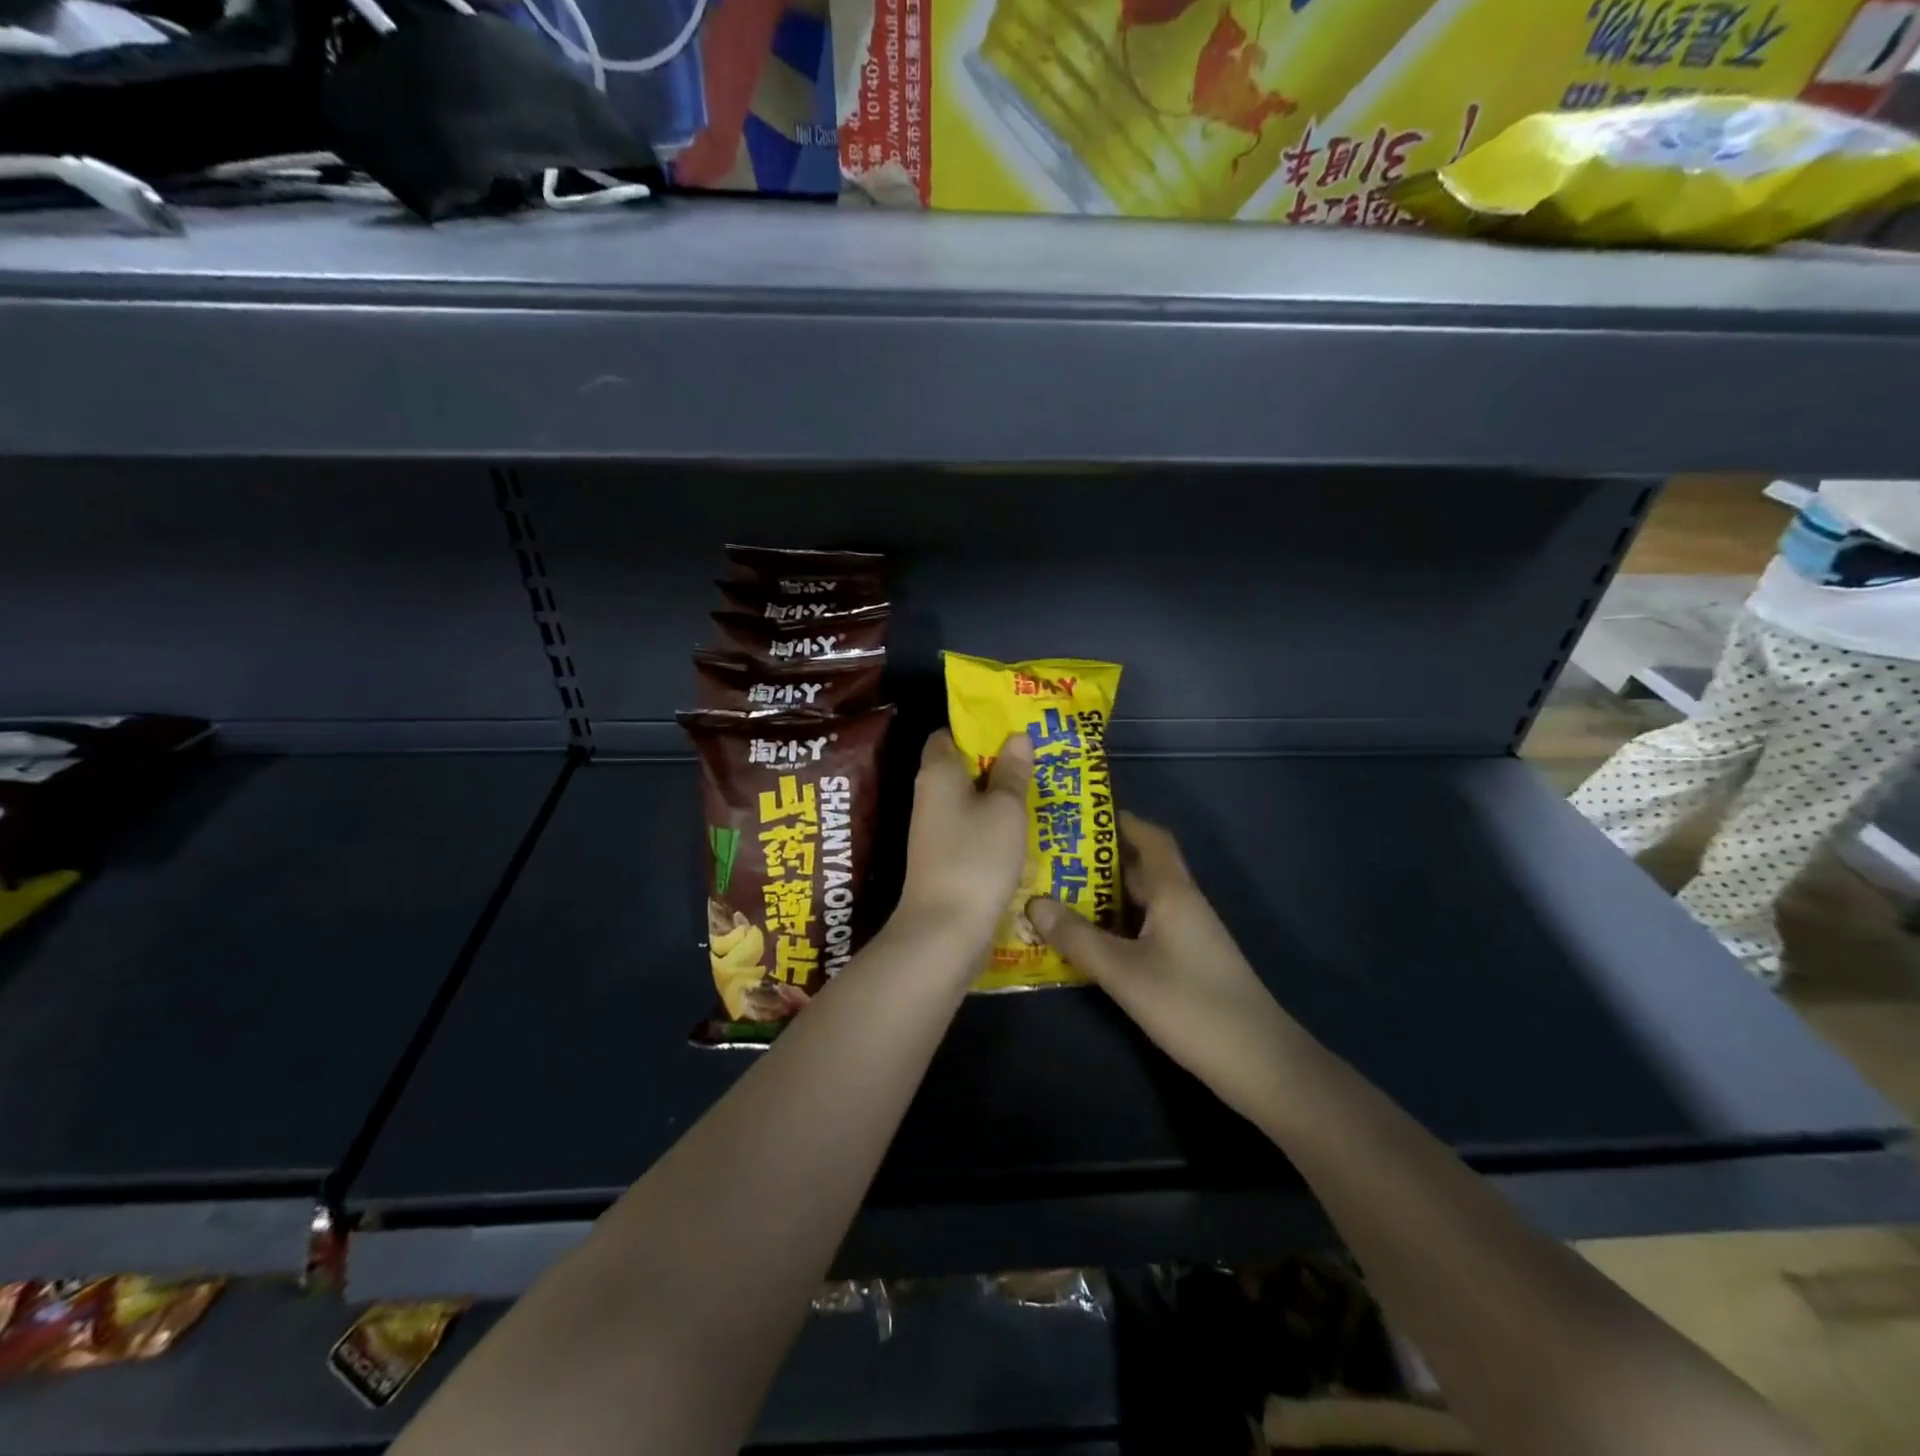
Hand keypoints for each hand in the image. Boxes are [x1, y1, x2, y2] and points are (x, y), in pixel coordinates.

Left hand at [892, 729, 1032, 954]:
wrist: (945, 929)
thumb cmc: (977, 856)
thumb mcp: (1005, 809)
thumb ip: (1012, 772)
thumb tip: (1017, 736)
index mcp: (937, 773)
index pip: (946, 735)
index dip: (975, 729)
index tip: (1010, 730)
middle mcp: (929, 796)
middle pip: (960, 768)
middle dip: (996, 763)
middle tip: (1037, 758)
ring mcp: (935, 830)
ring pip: (969, 801)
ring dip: (998, 797)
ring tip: (1040, 789)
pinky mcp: (944, 858)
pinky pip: (971, 829)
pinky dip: (993, 826)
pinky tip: (1024, 830)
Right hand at [1026, 814, 1303, 1120]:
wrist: (1258, 1063)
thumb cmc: (1190, 1005)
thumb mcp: (1124, 971)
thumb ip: (1078, 937)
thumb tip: (1034, 901)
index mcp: (1173, 893)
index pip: (1152, 838)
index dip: (1122, 822)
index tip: (1082, 816)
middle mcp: (1182, 905)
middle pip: (1142, 869)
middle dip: (1100, 861)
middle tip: (1052, 860)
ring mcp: (1188, 936)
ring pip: (1142, 903)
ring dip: (1105, 897)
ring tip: (1058, 896)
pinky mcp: (1188, 964)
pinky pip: (1146, 930)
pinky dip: (1117, 927)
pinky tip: (1089, 942)